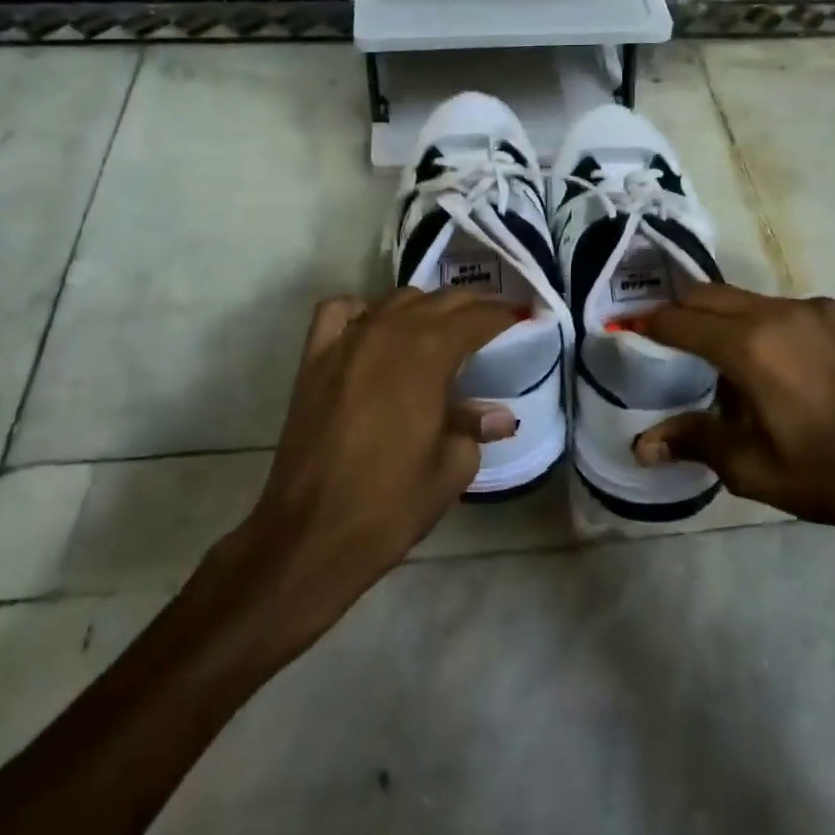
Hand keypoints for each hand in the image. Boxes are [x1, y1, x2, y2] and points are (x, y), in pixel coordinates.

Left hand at [236, 289, 518, 621]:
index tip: (523, 315)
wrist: (311, 534)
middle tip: (493, 319)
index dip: (504, 314)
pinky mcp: (314, 358)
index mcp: (429, 353)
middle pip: (439, 300)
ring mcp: (347, 340)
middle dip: (472, 306)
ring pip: (394, 300)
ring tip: (440, 328)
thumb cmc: (392, 503)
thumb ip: (474, 426)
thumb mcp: (452, 466)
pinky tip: (375, 328)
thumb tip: (498, 415)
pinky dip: (363, 310)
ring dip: (424, 307)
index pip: (476, 318)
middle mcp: (389, 332)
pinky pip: (340, 311)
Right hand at [631, 285, 834, 539]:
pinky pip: (779, 307)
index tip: (627, 330)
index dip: (648, 325)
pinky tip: (771, 360)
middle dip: (680, 312)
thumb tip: (641, 445)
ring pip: (744, 298)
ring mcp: (810, 308)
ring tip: (719, 355)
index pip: (680, 322)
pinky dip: (759, 322)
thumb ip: (692, 440)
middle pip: (707, 295)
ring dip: (721, 317)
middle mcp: (775, 312)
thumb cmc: (825, 475)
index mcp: (749, 347)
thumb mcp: (750, 468)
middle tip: (664, 338)